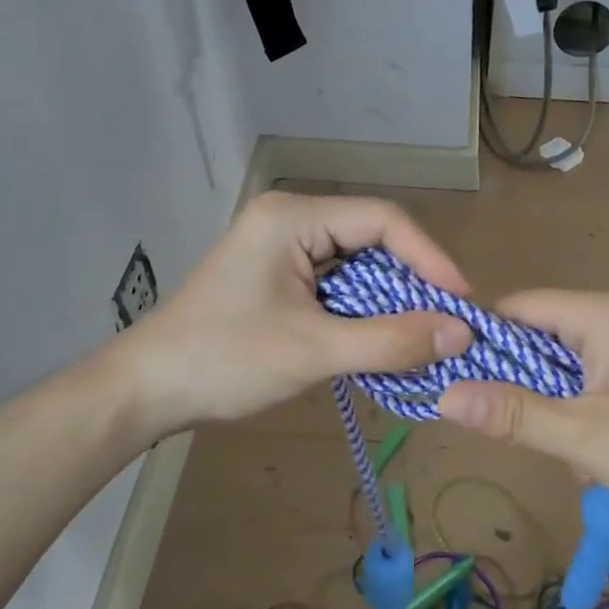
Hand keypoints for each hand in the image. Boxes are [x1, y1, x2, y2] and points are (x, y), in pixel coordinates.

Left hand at [115, 192, 471, 434]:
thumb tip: (463, 333)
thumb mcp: (314, 351)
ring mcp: (282, 248)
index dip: (429, 258)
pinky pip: (337, 285)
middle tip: (448, 325)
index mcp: (293, 217)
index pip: (383, 220)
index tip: (462, 303)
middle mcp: (290, 220)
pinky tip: (383, 340)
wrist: (146, 391)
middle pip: (373, 240)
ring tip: (423, 337)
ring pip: (357, 265)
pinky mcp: (278, 277)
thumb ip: (391, 340)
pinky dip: (364, 312)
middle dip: (412, 283)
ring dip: (390, 301)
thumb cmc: (224, 360)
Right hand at [436, 290, 608, 536]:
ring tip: (579, 458)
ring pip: (571, 361)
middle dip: (530, 389)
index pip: (520, 308)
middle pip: (545, 336)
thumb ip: (512, 414)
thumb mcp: (584, 439)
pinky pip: (600, 371)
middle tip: (530, 437)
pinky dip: (588, 407)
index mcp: (606, 313)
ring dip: (561, 406)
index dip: (484, 343)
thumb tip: (444, 395)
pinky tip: (603, 452)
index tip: (460, 384)